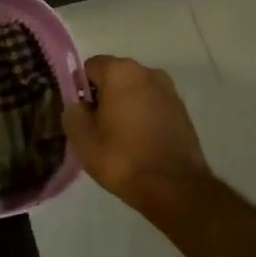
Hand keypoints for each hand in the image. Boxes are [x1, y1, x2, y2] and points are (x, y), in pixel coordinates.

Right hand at [64, 55, 211, 214]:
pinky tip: (141, 142)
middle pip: (114, 77)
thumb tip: (78, 105)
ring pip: (135, 91)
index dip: (80, 90)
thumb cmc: (123, 158)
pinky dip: (143, 116)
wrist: (176, 189)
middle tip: (98, 129)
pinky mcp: (182, 110)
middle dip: (103, 97)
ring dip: (125, 106)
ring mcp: (169, 90)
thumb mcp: (82, 139)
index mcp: (121, 71)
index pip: (89, 68)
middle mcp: (147, 72)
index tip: (82, 116)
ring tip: (120, 138)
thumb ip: (73, 112)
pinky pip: (152, 105)